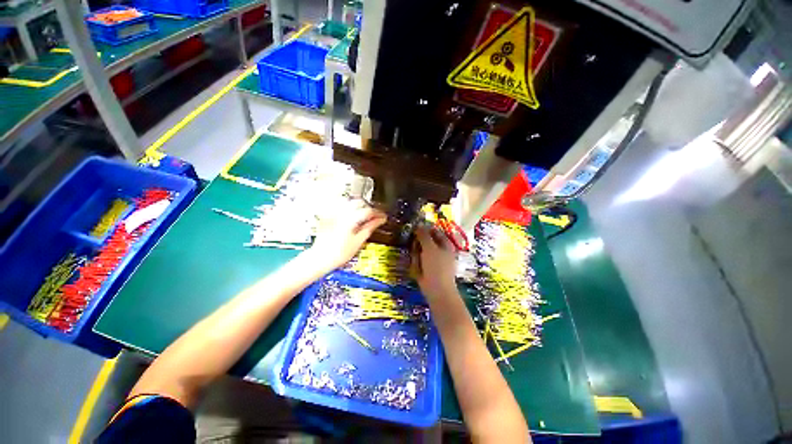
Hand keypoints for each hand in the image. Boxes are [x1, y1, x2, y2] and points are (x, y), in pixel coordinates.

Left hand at [307, 199, 386, 272]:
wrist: (320, 258)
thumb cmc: (338, 254)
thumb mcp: (358, 241)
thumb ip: (369, 228)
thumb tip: (379, 220)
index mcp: (350, 219)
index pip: (368, 210)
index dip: (378, 213)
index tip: (383, 217)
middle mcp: (341, 213)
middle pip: (359, 202)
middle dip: (369, 208)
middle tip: (375, 216)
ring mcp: (333, 213)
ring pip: (349, 201)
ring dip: (358, 206)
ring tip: (364, 215)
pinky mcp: (328, 216)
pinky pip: (340, 205)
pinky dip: (348, 207)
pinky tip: (351, 215)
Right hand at [413, 225, 457, 299]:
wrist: (437, 290)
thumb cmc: (437, 266)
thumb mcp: (430, 248)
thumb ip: (424, 235)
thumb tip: (418, 224)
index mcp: (445, 244)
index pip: (434, 231)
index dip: (424, 228)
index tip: (414, 229)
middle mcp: (440, 250)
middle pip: (425, 241)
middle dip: (418, 244)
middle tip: (415, 247)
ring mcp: (432, 260)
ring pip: (420, 251)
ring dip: (416, 255)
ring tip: (418, 262)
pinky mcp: (426, 269)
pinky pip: (418, 262)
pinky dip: (416, 264)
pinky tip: (417, 269)